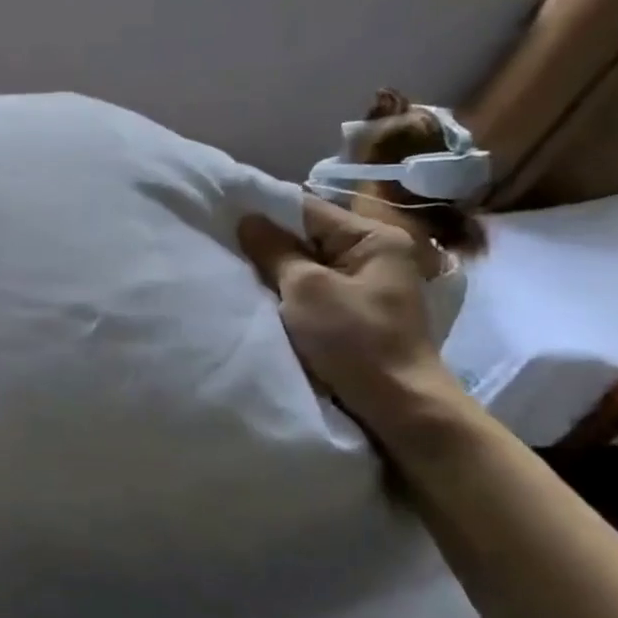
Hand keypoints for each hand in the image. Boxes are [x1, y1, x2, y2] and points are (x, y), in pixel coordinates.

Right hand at [237, 196, 463, 432]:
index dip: (265, 211)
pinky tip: (259, 295)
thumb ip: (275, 250)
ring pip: (306, 266)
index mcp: (374, 238)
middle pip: (307, 237)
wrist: (396, 407)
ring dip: (275, 271)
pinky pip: (311, 291)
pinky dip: (287, 293)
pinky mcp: (352, 314)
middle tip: (221, 243)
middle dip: (268, 243)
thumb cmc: (354, 339)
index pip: (308, 210)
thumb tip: (247, 218)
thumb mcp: (307, 289)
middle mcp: (373, 255)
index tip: (223, 214)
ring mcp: (363, 286)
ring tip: (233, 267)